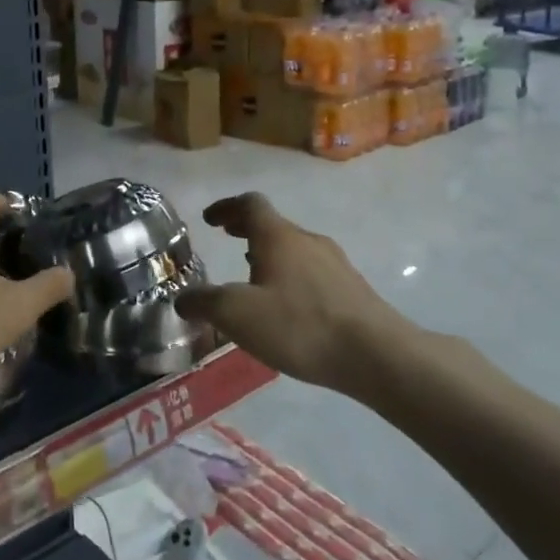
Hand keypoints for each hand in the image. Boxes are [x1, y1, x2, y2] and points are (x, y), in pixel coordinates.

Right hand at [175, 193, 441, 401]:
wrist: (376, 355)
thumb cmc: (299, 325)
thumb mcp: (237, 315)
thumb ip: (204, 303)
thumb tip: (183, 299)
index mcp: (278, 237)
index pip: (250, 204)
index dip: (227, 207)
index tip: (210, 219)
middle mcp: (308, 241)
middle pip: (274, 224)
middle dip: (247, 229)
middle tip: (227, 238)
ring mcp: (335, 264)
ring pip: (294, 248)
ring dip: (270, 253)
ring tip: (253, 275)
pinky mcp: (352, 289)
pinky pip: (312, 271)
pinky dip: (291, 275)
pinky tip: (287, 306)